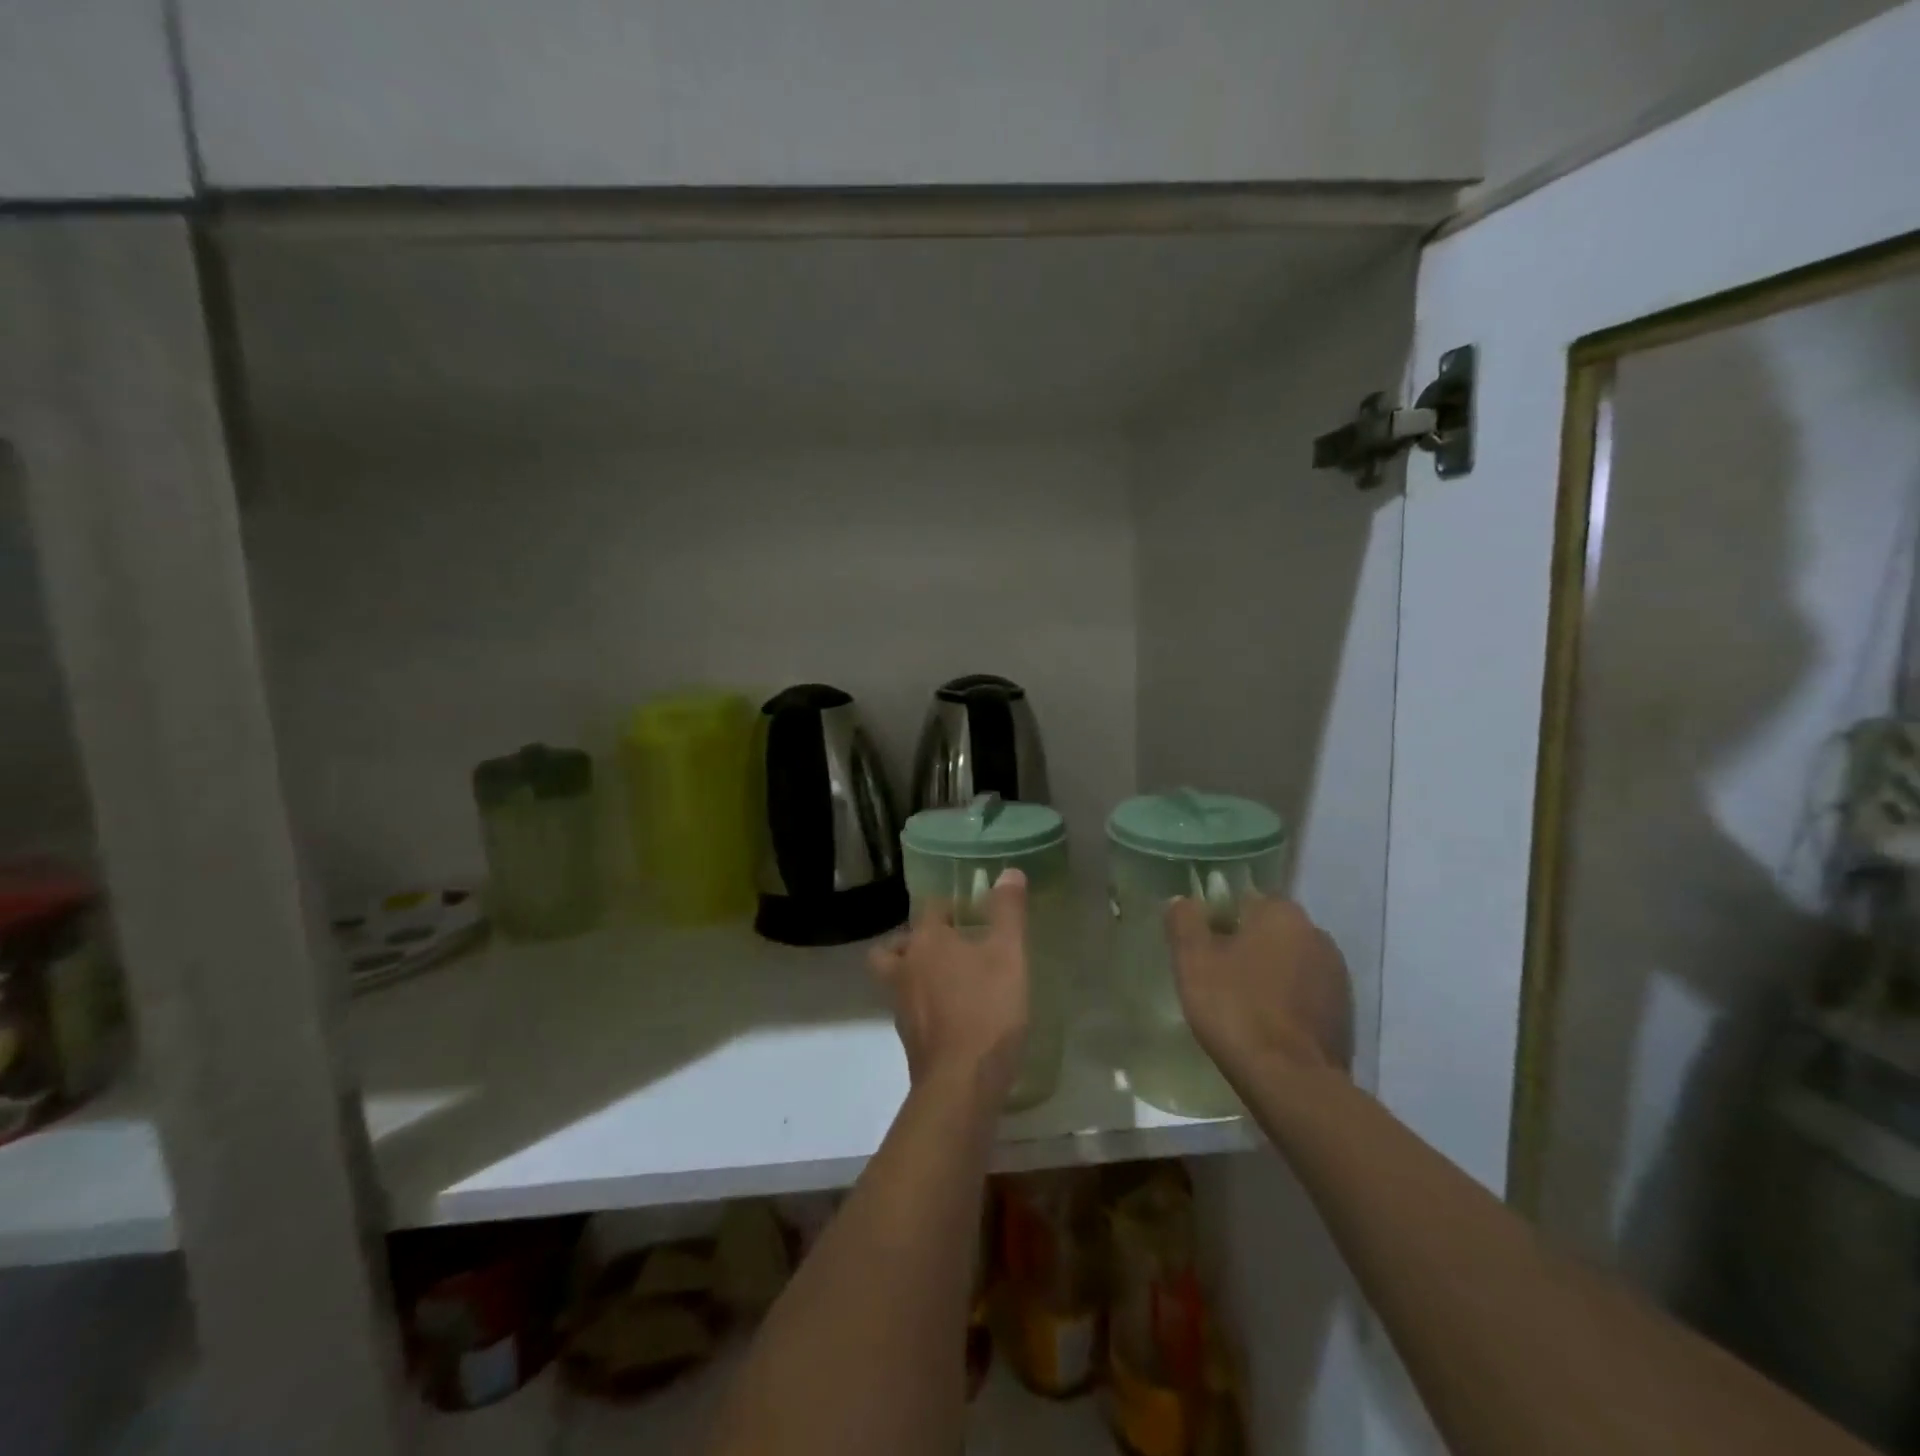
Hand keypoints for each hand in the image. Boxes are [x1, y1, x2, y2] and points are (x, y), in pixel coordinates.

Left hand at [869, 869, 1029, 1099]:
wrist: (962, 1082)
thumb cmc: (987, 1009)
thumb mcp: (1009, 954)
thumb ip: (1008, 912)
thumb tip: (1009, 872)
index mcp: (926, 940)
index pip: (929, 908)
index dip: (949, 905)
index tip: (971, 912)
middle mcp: (905, 967)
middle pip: (897, 944)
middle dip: (915, 940)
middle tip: (946, 945)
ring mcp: (901, 1005)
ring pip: (897, 977)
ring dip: (915, 973)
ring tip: (948, 979)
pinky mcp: (909, 1037)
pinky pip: (910, 1008)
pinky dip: (924, 1004)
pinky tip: (953, 1014)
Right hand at [1166, 892, 1352, 1080]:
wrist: (1292, 1081)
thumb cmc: (1236, 1008)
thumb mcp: (1193, 960)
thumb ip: (1185, 921)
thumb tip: (1183, 900)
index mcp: (1282, 912)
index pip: (1243, 900)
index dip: (1218, 921)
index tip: (1202, 949)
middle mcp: (1317, 933)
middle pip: (1268, 930)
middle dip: (1244, 946)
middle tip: (1216, 977)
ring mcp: (1337, 974)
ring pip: (1288, 961)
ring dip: (1268, 973)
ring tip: (1241, 1004)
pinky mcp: (1345, 1011)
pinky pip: (1305, 992)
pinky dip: (1287, 1000)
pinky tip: (1267, 1024)